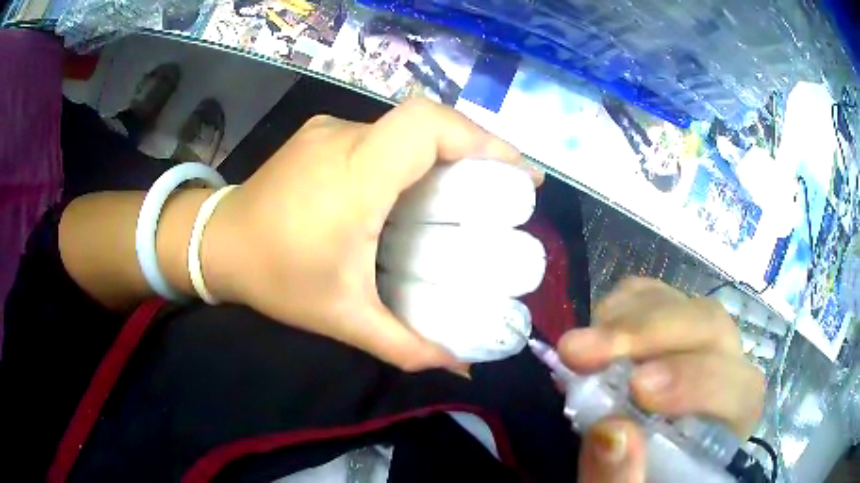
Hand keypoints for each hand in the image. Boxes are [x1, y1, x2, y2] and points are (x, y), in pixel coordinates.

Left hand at [205, 99, 538, 371]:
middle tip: (504, 184)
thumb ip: (404, 346)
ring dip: (442, 150)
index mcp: (354, 177)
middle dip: (475, 146)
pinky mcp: (320, 134)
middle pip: (425, 121)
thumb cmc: (274, 278)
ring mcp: (329, 130)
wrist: (214, 243)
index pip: (426, 126)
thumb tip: (459, 366)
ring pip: (403, 126)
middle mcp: (344, 139)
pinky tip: (412, 186)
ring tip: (465, 188)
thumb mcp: (342, 318)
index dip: (479, 139)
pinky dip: (410, 153)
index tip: (516, 172)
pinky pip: (380, 134)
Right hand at [558, 277, 764, 481]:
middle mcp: (727, 370)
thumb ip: (620, 480)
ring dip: (628, 319)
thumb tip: (611, 432)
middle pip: (710, 328)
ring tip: (577, 347)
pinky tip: (597, 327)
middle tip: (583, 351)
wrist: (634, 464)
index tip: (637, 389)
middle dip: (649, 334)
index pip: (738, 388)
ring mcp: (698, 341)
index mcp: (732, 421)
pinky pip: (655, 295)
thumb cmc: (640, 479)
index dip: (697, 381)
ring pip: (683, 304)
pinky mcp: (669, 326)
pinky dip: (623, 304)